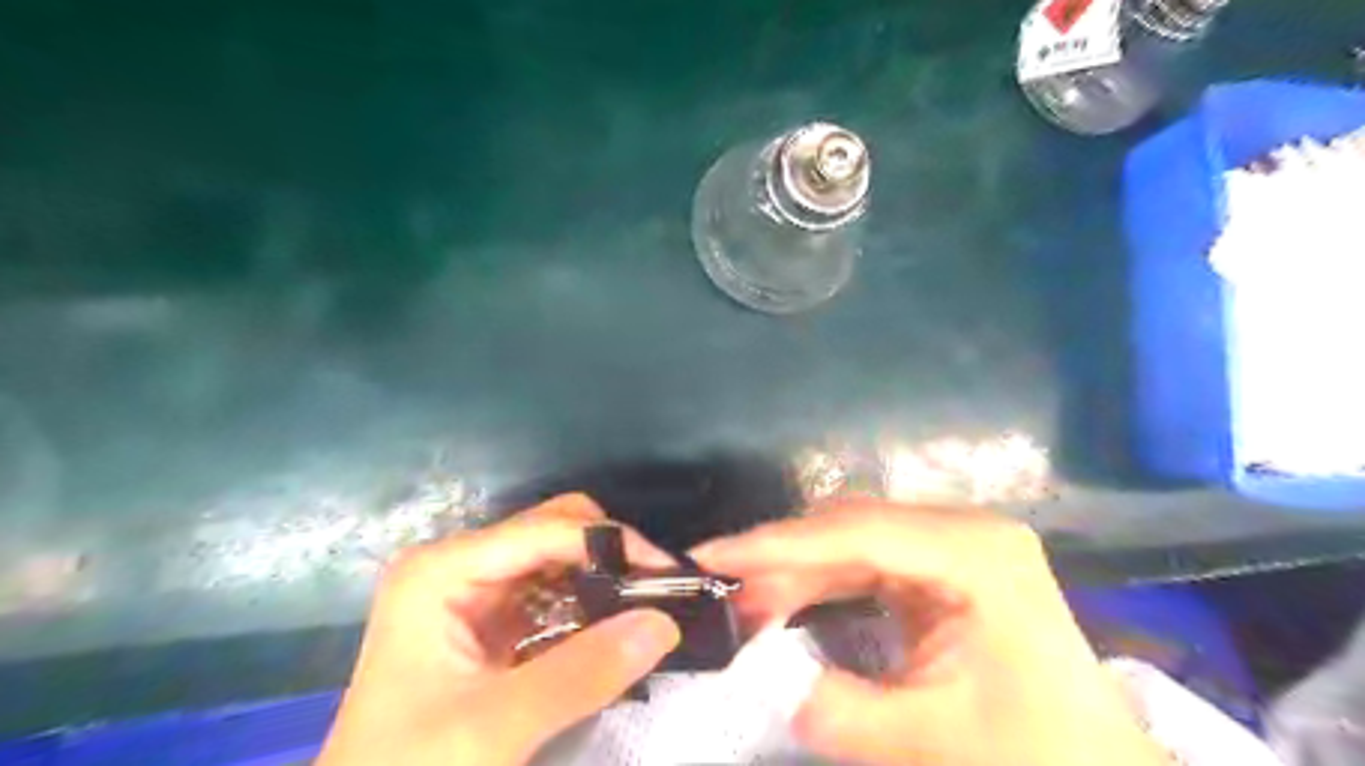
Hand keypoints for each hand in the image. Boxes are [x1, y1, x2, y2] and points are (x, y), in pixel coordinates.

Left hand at [321, 493, 682, 763]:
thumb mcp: (493, 728)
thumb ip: (581, 674)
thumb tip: (664, 622)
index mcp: (443, 569)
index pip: (547, 530)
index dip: (612, 544)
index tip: (668, 575)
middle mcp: (459, 563)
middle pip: (554, 530)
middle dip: (610, 555)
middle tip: (657, 594)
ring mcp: (472, 588)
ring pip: (559, 558)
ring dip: (605, 580)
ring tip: (647, 610)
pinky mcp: (488, 618)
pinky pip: (553, 592)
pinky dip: (589, 605)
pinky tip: (614, 630)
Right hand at [695, 504, 1161, 764]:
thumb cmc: (1033, 757)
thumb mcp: (926, 742)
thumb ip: (832, 708)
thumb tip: (757, 677)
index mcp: (974, 553)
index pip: (855, 533)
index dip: (776, 544)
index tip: (711, 554)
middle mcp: (962, 529)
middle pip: (850, 527)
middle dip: (782, 559)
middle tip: (725, 591)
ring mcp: (954, 544)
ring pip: (852, 540)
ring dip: (797, 570)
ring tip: (746, 602)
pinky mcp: (943, 566)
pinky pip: (867, 561)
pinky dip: (822, 581)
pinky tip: (788, 601)